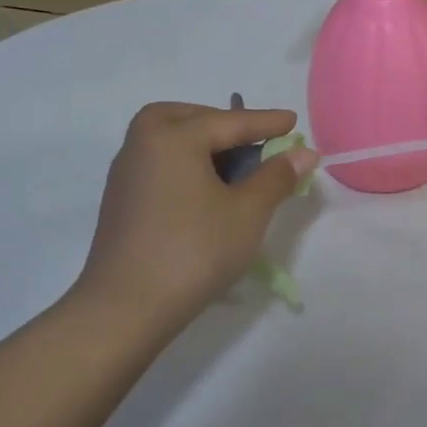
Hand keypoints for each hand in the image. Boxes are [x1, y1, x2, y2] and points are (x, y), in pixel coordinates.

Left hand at [72, 102, 317, 332]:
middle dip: (223, 122)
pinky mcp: (122, 200)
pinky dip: (185, 162)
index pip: (231, 122)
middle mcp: (143, 144)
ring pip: (168, 139)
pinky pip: (159, 162)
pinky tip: (206, 190)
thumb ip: (277, 176)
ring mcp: (127, 173)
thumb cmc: (194, 250)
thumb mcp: (248, 212)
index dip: (268, 123)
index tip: (294, 121)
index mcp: (174, 137)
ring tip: (235, 166)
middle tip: (253, 139)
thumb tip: (304, 152)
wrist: (126, 308)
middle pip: (188, 118)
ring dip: (202, 142)